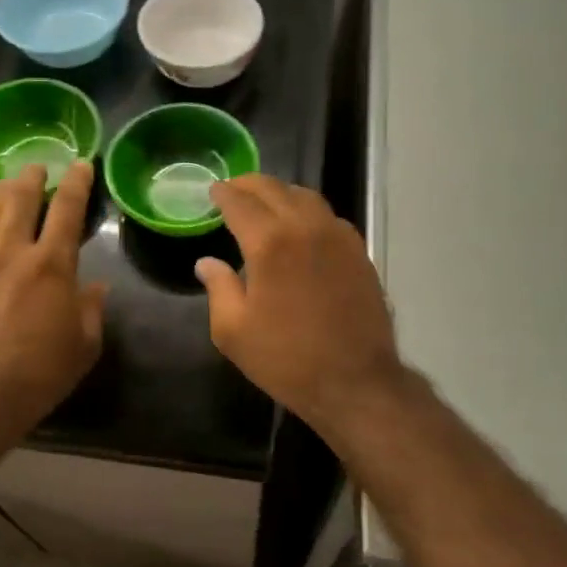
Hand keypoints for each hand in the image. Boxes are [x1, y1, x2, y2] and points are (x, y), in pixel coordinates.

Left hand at [0, 160, 106, 435]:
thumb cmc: (37, 375)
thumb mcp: (83, 347)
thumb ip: (91, 311)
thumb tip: (96, 287)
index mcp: (52, 264)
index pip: (68, 208)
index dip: (76, 182)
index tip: (80, 164)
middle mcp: (12, 251)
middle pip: (21, 197)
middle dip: (32, 176)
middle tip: (37, 168)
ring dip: (1, 194)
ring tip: (8, 188)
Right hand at [196, 176, 409, 434]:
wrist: (356, 382)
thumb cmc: (287, 359)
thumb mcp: (233, 332)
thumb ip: (218, 288)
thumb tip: (207, 262)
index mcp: (269, 243)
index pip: (240, 202)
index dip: (223, 193)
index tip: (212, 191)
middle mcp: (305, 227)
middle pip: (274, 188)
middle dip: (248, 184)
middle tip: (232, 190)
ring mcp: (338, 236)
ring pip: (305, 196)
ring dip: (280, 193)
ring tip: (264, 203)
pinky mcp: (358, 251)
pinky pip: (328, 216)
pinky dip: (307, 210)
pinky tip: (299, 227)